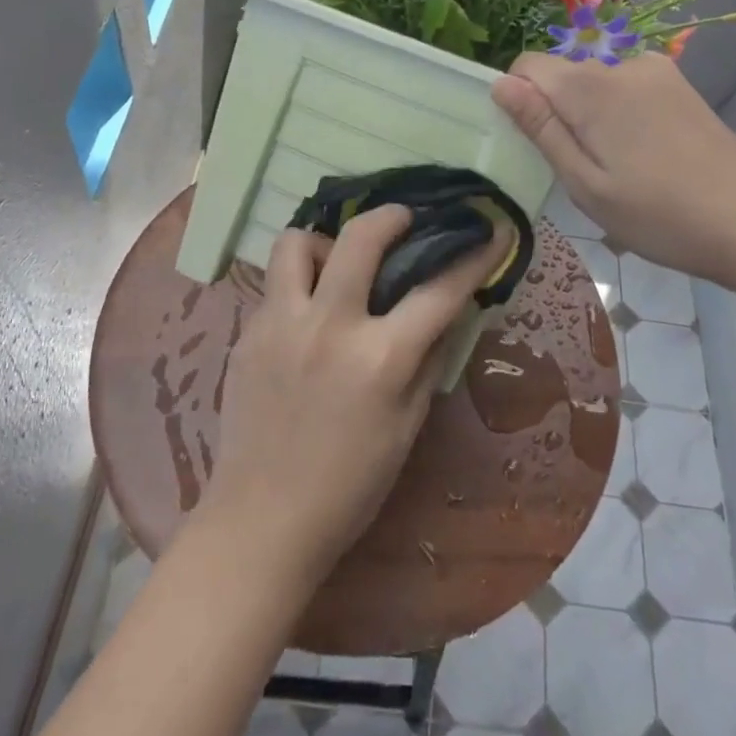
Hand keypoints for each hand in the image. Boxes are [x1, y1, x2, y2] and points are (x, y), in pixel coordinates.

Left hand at [203, 205, 503, 588]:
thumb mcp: (407, 426)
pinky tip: (306, 314)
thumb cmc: (349, 485)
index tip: (488, 232)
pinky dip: (296, 284)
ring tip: (335, 264)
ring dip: (323, 242)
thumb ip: (428, 360)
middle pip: (361, 238)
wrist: (262, 519)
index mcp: (379, 358)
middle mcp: (329, 326)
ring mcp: (280, 324)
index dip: (472, 257)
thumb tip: (446, 311)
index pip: (438, 291)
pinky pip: (273, 285)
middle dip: (390, 216)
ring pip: (295, 242)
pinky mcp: (247, 333)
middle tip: (402, 220)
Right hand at [491, 52, 735, 291]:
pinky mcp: (681, 87)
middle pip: (563, 76)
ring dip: (591, 119)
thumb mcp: (585, 184)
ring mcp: (658, 73)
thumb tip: (500, 85)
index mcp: (591, 87)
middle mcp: (622, 65)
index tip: (535, 147)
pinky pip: (627, 91)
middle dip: (557, 114)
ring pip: (596, 86)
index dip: (519, 102)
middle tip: (581, 173)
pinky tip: (645, 159)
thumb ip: (541, 129)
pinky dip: (620, 117)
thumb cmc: (659, 215)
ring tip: (618, 172)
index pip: (527, 67)